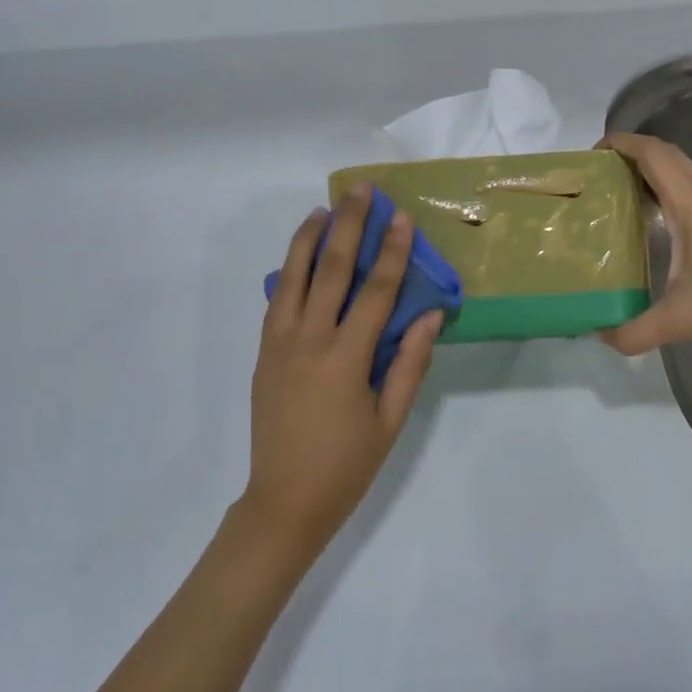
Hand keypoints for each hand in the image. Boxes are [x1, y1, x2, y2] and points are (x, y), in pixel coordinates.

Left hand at [244, 185, 440, 556]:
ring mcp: (280, 343)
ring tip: (324, 208)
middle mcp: (309, 340)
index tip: (402, 218)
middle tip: (360, 191)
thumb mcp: (390, 421)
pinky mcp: (263, 352)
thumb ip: (410, 364)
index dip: (392, 252)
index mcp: (346, 358)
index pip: (375, 291)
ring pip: (294, 276)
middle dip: (349, 226)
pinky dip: (289, 270)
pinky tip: (299, 255)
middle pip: (331, 269)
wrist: (284, 501)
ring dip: (310, 238)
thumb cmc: (346, 465)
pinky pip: (277, 299)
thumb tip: (428, 315)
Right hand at [597, 132, 691, 355]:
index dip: (619, 143)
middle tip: (598, 179)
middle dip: (629, 157)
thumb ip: (633, 331)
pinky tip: (660, 225)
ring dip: (651, 174)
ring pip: (683, 171)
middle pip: (665, 155)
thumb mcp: (680, 321)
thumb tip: (601, 336)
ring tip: (620, 199)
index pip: (651, 152)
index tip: (591, 157)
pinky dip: (671, 191)